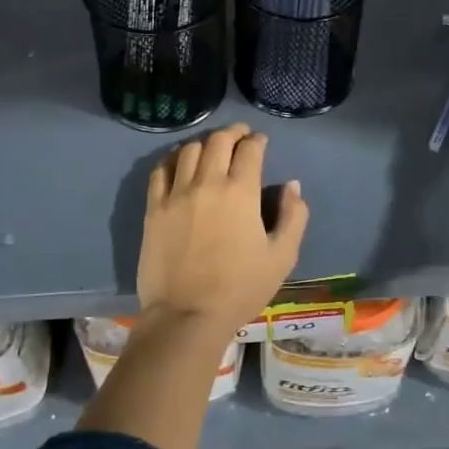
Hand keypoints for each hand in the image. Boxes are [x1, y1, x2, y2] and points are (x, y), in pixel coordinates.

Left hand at [137, 123, 309, 332]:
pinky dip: (172, 159)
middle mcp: (208, 183)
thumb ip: (294, 216)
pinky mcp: (154, 208)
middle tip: (241, 136)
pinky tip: (179, 162)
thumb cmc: (240, 288)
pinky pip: (160, 170)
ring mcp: (176, 194)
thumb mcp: (282, 257)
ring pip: (188, 150)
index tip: (261, 142)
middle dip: (233, 133)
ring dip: (205, 143)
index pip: (250, 150)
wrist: (187, 316)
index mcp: (241, 192)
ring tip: (212, 149)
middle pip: (218, 141)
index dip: (258, 141)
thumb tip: (291, 185)